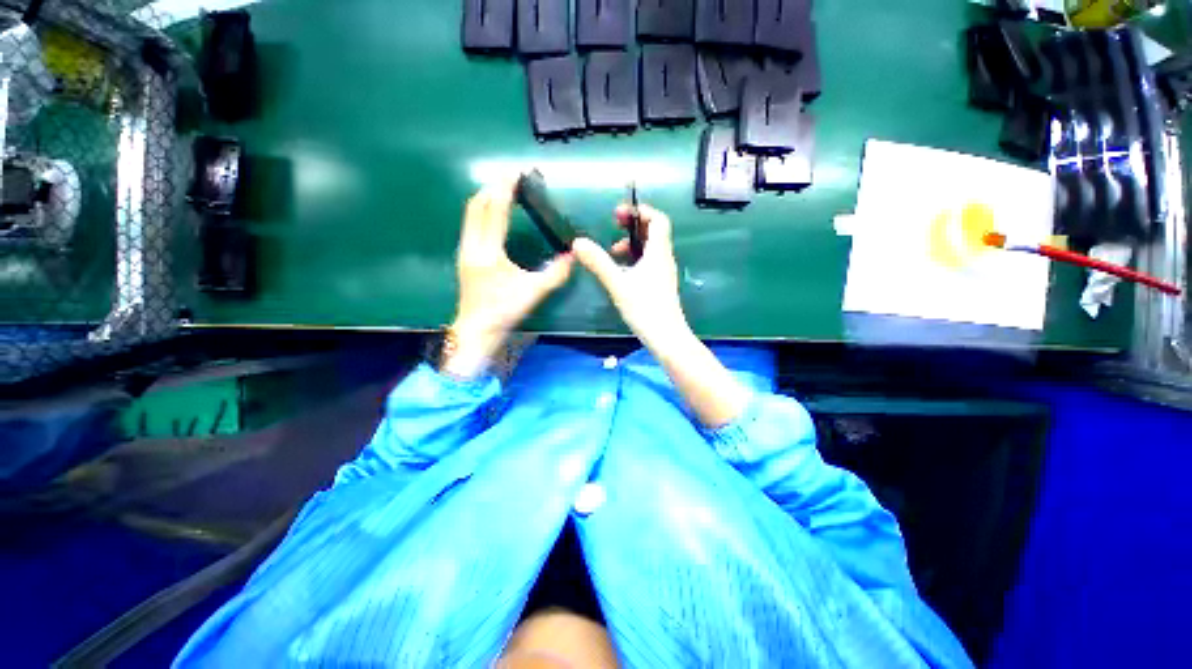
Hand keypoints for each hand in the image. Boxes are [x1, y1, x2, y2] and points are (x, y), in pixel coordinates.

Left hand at [446, 179, 573, 377]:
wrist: (475, 331)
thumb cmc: (503, 312)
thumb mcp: (533, 293)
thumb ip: (555, 274)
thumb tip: (574, 256)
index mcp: (488, 252)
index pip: (494, 210)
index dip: (505, 188)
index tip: (517, 172)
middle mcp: (472, 245)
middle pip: (477, 204)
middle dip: (493, 186)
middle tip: (513, 177)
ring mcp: (465, 250)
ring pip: (471, 213)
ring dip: (487, 197)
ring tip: (506, 190)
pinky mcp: (465, 255)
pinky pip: (472, 223)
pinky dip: (483, 210)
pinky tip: (496, 213)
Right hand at [572, 204, 689, 349]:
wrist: (666, 337)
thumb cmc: (645, 309)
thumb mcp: (618, 284)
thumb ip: (598, 263)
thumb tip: (577, 242)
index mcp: (658, 253)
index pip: (657, 220)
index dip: (640, 211)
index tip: (619, 214)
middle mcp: (664, 259)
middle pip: (654, 232)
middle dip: (633, 225)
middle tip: (614, 226)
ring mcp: (663, 272)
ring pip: (650, 248)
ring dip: (631, 244)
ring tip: (612, 252)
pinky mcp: (660, 285)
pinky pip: (648, 262)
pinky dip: (634, 259)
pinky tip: (620, 271)